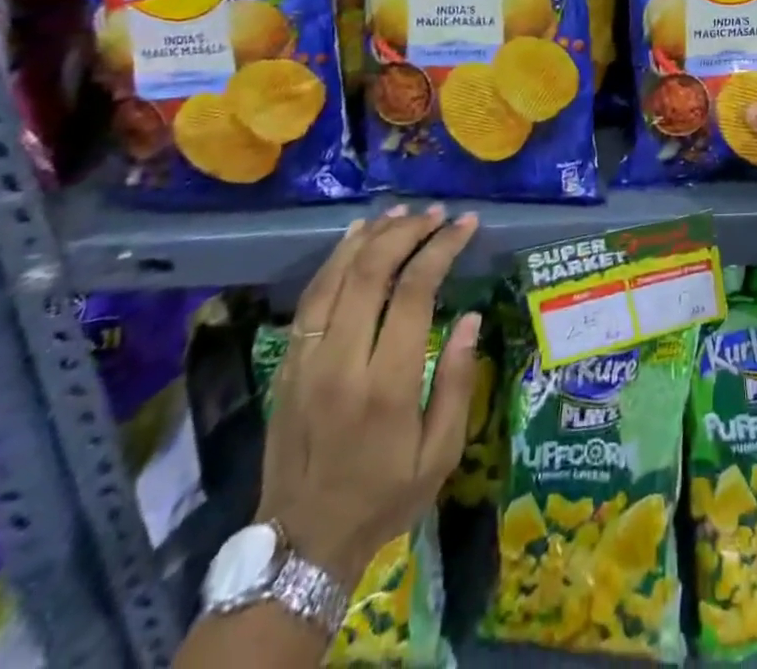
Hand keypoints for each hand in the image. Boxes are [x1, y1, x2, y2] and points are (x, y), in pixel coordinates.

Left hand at [258, 205, 480, 584]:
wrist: (301, 545)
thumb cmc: (383, 497)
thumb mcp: (438, 454)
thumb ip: (455, 382)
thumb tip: (470, 319)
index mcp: (384, 386)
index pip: (413, 293)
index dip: (441, 249)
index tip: (466, 225)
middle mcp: (340, 363)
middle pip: (371, 273)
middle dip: (408, 233)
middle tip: (437, 214)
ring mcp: (305, 360)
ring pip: (335, 277)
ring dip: (371, 236)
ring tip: (402, 212)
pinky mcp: (286, 364)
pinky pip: (310, 297)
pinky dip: (335, 259)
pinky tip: (356, 237)